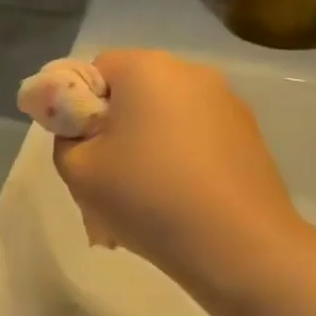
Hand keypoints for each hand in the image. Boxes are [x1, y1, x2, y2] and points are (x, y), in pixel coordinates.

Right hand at [52, 50, 302, 292]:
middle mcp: (191, 73)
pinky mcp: (250, 136)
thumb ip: (65, 138)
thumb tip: (82, 131)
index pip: (95, 70)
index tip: (81, 147)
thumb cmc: (147, 197)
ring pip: (166, 118)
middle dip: (114, 127)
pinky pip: (196, 139)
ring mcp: (228, 104)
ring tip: (142, 199)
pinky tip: (177, 204)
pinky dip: (179, 161)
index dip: (79, 106)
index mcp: (146, 68)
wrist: (239, 247)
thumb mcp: (76, 170)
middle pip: (133, 92)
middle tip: (105, 176)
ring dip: (147, 146)